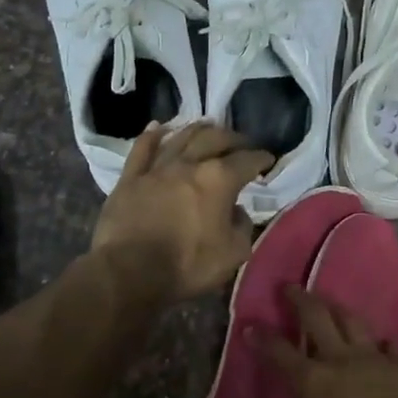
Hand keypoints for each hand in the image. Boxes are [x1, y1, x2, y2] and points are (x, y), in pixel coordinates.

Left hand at [90, 122, 273, 301]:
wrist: (129, 271)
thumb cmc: (186, 265)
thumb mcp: (233, 254)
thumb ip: (242, 227)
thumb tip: (237, 211)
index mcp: (219, 180)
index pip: (247, 161)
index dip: (261, 158)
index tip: (268, 159)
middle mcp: (189, 164)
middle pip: (215, 139)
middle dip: (233, 138)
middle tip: (242, 142)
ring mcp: (157, 168)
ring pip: (181, 137)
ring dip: (198, 129)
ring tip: (209, 126)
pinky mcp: (130, 177)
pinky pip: (142, 148)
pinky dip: (152, 135)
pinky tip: (159, 127)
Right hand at [260, 286, 397, 397]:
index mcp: (312, 381)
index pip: (279, 352)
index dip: (263, 338)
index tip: (251, 325)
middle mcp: (340, 359)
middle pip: (316, 316)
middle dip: (299, 298)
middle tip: (290, 287)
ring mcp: (375, 357)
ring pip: (353, 320)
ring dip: (338, 308)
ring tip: (330, 303)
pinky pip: (391, 344)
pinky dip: (382, 342)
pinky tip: (381, 342)